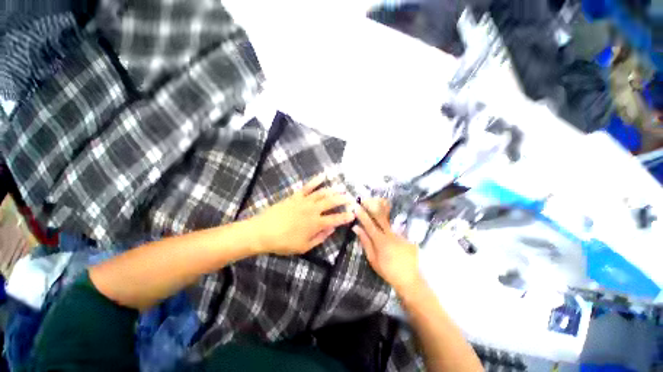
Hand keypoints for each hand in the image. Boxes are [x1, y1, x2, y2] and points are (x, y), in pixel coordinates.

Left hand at [252, 174, 354, 254]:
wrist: (262, 232)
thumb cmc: (283, 242)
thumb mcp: (303, 247)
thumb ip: (319, 238)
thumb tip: (331, 229)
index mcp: (315, 224)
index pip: (335, 219)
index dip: (346, 216)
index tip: (354, 213)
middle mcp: (313, 210)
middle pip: (332, 202)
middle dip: (343, 199)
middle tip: (352, 198)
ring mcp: (304, 201)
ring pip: (322, 193)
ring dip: (334, 189)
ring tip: (342, 187)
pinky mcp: (295, 196)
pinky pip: (308, 186)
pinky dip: (316, 180)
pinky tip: (323, 175)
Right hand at [353, 198, 422, 292]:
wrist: (410, 279)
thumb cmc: (388, 271)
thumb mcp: (373, 259)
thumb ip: (365, 242)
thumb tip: (356, 228)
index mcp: (380, 241)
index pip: (369, 224)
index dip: (362, 214)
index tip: (356, 206)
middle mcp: (391, 234)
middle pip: (380, 217)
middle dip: (372, 207)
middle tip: (366, 200)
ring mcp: (400, 234)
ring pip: (388, 220)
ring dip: (381, 212)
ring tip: (375, 204)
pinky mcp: (407, 236)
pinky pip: (396, 227)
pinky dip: (390, 223)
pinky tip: (388, 222)